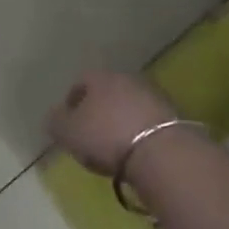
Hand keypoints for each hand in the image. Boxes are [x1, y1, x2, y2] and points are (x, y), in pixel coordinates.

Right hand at [46, 70, 178, 175]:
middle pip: (107, 91)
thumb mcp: (69, 133)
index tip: (69, 124)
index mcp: (100, 77)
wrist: (162, 152)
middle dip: (99, 110)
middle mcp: (126, 78)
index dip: (72, 102)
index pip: (80, 82)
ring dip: (122, 120)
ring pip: (129, 105)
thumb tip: (54, 117)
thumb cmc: (107, 137)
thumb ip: (56, 122)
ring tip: (116, 146)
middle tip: (92, 134)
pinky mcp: (174, 115)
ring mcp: (153, 94)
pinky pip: (148, 121)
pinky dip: (140, 132)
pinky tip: (137, 152)